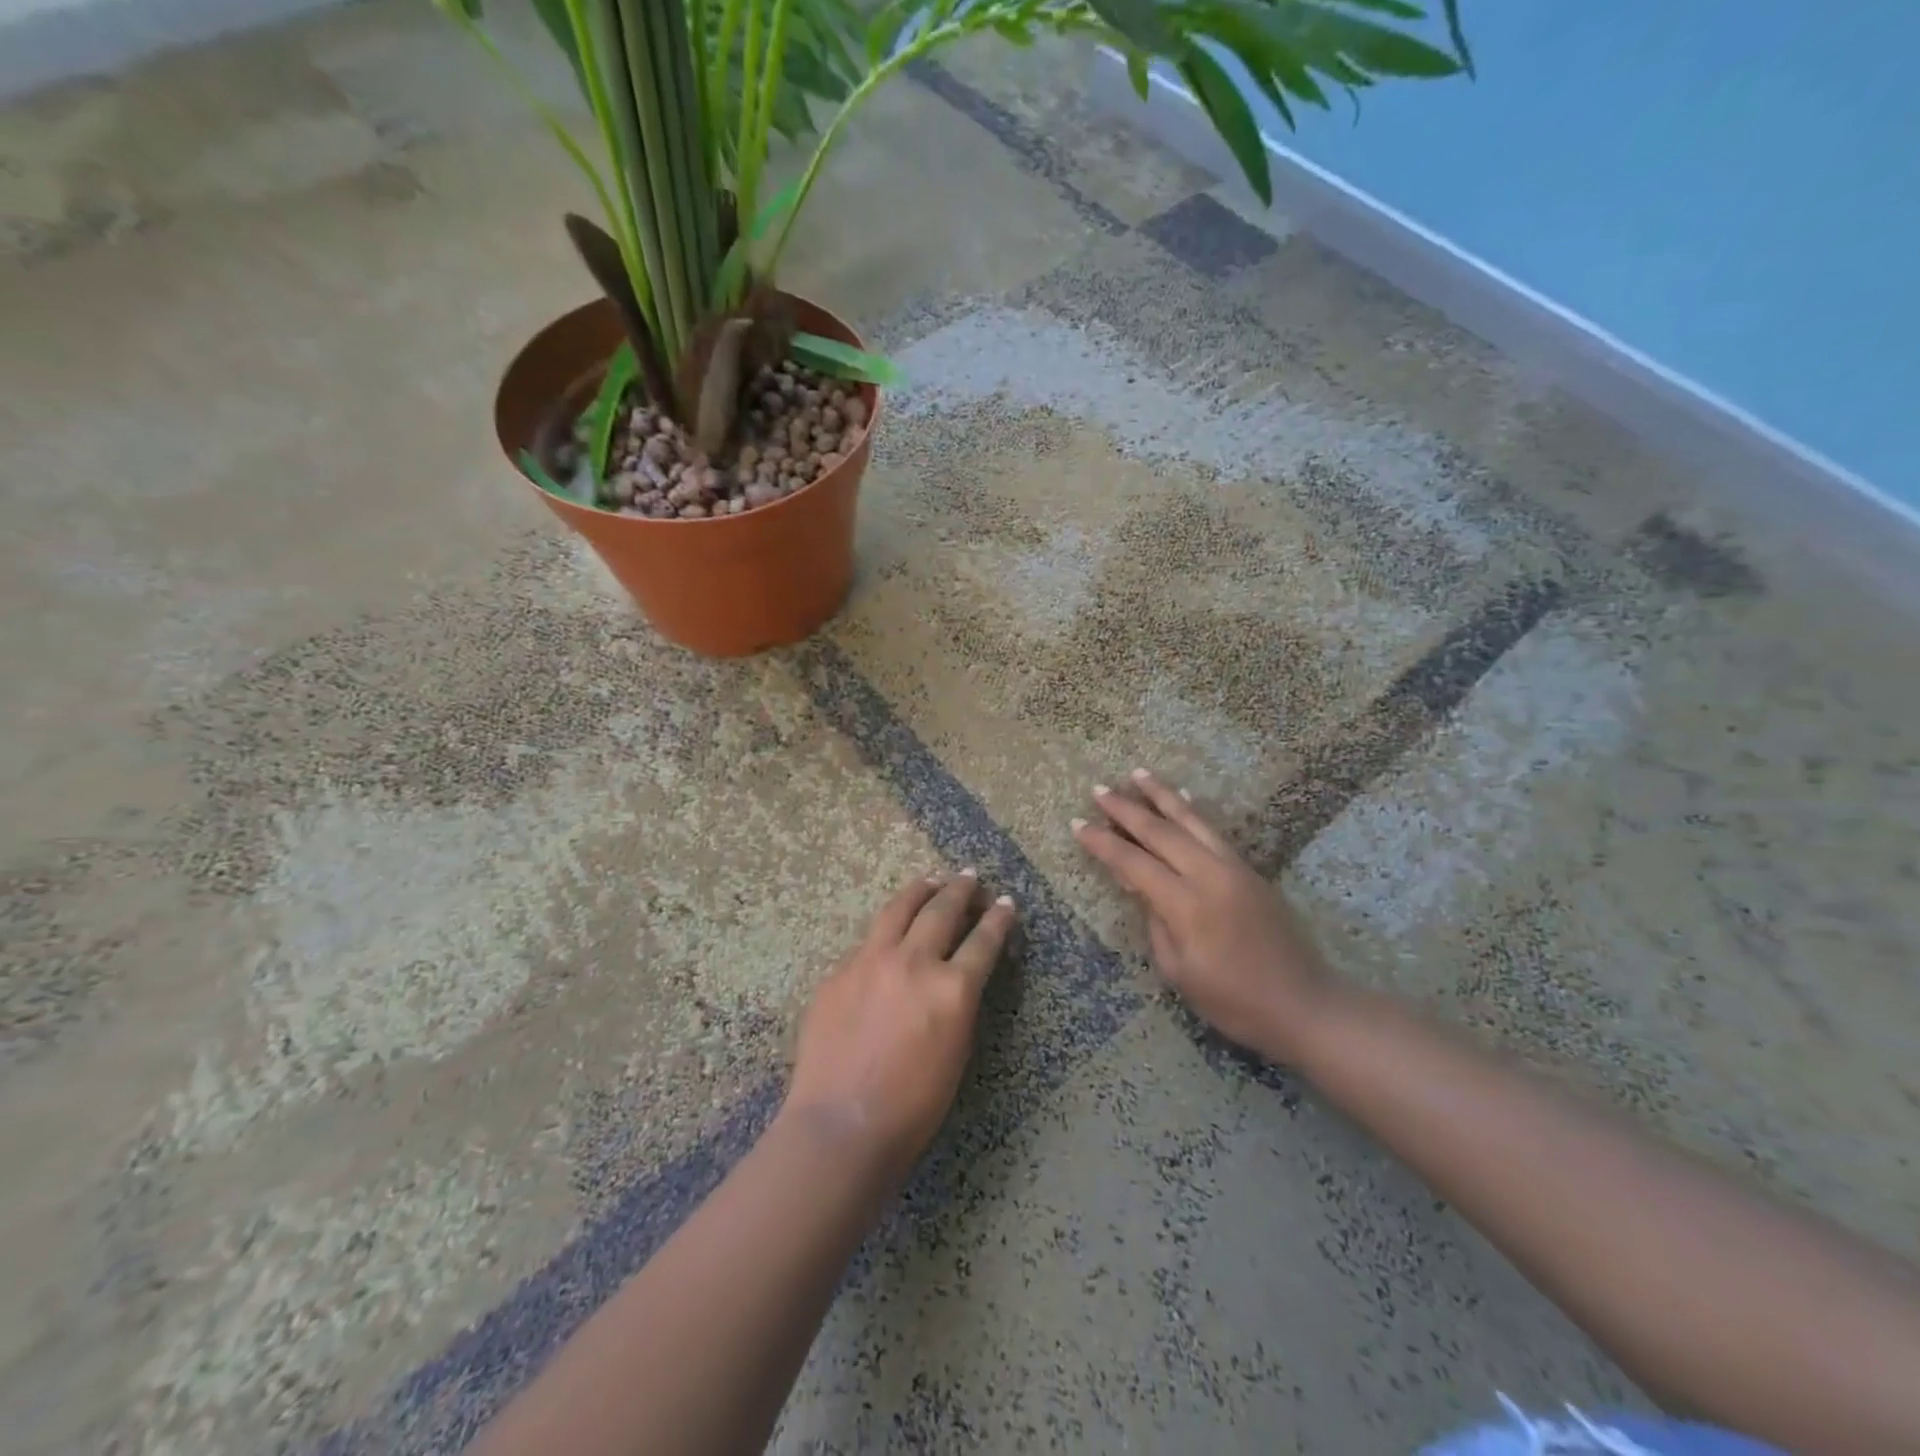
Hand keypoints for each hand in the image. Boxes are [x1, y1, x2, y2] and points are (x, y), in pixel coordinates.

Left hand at [783, 872, 1015, 1180]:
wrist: (841, 1123)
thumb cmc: (912, 1106)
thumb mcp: (955, 1050)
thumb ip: (957, 1003)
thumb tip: (954, 975)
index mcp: (952, 988)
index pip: (983, 940)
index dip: (998, 918)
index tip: (1005, 902)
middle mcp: (914, 962)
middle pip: (942, 910)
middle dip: (960, 889)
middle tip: (970, 876)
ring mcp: (871, 961)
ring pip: (899, 909)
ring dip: (920, 891)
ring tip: (931, 880)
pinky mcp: (840, 971)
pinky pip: (868, 941)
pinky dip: (886, 932)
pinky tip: (887, 936)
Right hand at [1073, 769, 1337, 1063]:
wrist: (1304, 1005)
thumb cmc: (1233, 1001)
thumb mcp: (1179, 971)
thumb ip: (1155, 923)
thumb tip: (1140, 888)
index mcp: (1186, 905)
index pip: (1133, 863)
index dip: (1102, 843)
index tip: (1076, 824)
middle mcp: (1209, 875)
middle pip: (1160, 832)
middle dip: (1125, 809)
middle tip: (1098, 790)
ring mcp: (1233, 868)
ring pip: (1191, 820)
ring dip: (1161, 795)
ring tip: (1138, 774)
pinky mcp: (1250, 871)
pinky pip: (1214, 831)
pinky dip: (1193, 811)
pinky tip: (1183, 797)